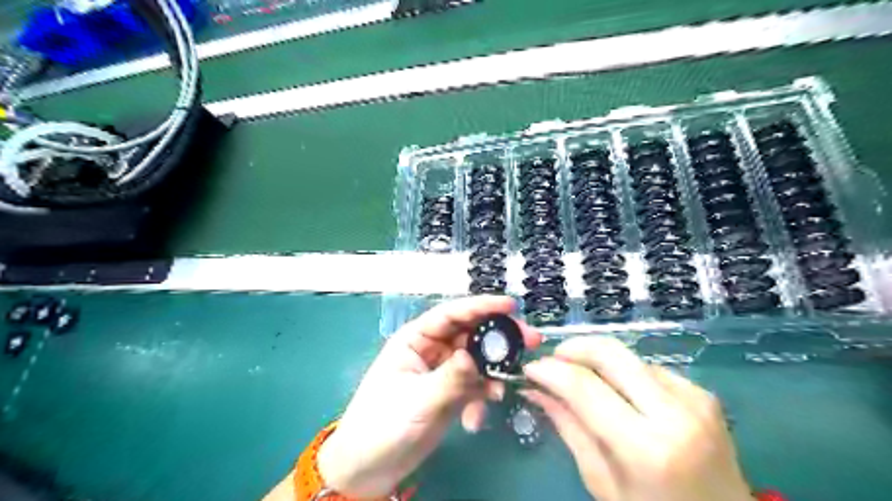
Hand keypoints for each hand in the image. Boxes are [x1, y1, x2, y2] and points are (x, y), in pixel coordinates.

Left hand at [321, 295, 543, 498]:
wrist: (370, 468)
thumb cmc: (382, 425)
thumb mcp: (417, 400)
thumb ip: (449, 378)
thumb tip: (474, 357)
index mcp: (415, 339)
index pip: (451, 314)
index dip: (481, 306)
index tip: (510, 305)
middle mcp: (432, 350)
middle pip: (470, 334)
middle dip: (498, 337)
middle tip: (530, 340)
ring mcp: (443, 372)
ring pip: (477, 360)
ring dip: (494, 371)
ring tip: (506, 385)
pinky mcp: (451, 394)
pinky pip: (476, 386)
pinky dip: (482, 398)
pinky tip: (475, 419)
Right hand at [524, 334, 750, 500]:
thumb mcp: (603, 482)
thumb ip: (569, 428)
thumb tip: (536, 390)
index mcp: (647, 448)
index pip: (584, 388)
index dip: (551, 371)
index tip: (530, 368)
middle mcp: (675, 413)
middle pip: (610, 353)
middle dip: (573, 348)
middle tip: (552, 360)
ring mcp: (694, 398)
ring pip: (628, 357)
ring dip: (598, 362)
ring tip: (583, 382)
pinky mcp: (703, 393)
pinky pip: (649, 369)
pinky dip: (624, 375)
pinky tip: (621, 395)